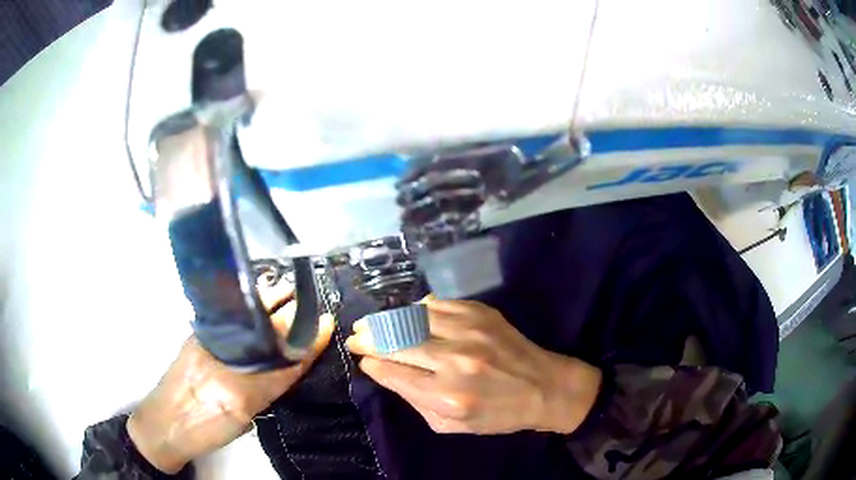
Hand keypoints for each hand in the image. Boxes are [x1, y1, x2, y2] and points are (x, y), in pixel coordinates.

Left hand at [127, 280, 333, 473]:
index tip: (325, 324)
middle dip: (291, 316)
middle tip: (309, 300)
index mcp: (241, 393)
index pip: (286, 365)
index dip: (308, 344)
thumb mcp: (243, 419)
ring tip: (287, 290)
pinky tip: (257, 297)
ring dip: (269, 304)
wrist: (165, 423)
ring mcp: (207, 344)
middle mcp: (225, 363)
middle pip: (267, 335)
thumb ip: (266, 390)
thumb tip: (287, 363)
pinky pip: (230, 318)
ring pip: (248, 321)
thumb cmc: (206, 430)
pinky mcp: (195, 335)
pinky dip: (248, 307)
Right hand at [346, 298, 600, 434]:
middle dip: (368, 339)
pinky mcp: (481, 313)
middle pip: (397, 343)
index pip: (393, 373)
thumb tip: (385, 373)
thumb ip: (415, 401)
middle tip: (354, 338)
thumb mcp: (452, 426)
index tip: (361, 359)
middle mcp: (456, 361)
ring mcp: (470, 332)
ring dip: (385, 321)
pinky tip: (406, 315)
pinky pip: (437, 304)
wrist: (545, 387)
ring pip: (412, 319)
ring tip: (370, 323)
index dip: (371, 363)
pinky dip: (417, 309)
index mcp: (447, 397)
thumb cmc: (499, 414)